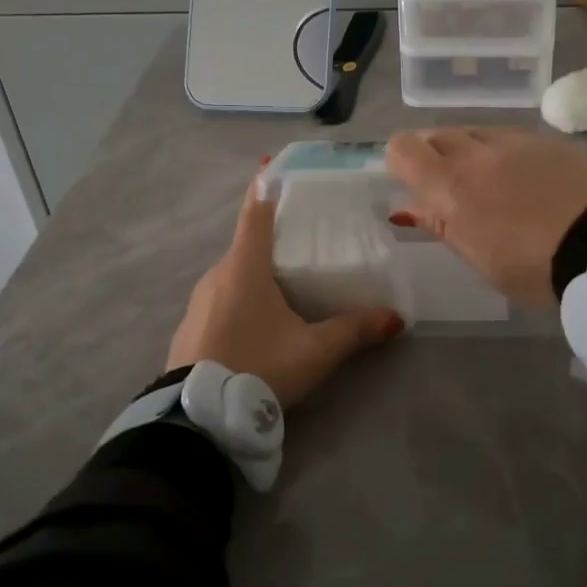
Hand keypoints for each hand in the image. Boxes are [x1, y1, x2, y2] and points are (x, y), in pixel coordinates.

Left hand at [168, 177, 405, 409]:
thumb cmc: (259, 367)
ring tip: (286, 286)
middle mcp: (217, 274)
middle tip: (303, 242)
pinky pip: (220, 299)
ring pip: (232, 274)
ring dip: (255, 273)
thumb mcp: (315, 351)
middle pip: (246, 244)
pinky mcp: (189, 327)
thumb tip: (396, 317)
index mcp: (244, 267)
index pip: (255, 212)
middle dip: (271, 239)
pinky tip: (257, 323)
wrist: (199, 417)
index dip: (266, 188)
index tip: (276, 170)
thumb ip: (355, 330)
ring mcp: (198, 302)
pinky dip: (239, 299)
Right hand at [386, 128, 586, 307]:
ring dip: (469, 150)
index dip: (399, 161)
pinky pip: (511, 135)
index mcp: (451, 187)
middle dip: (433, 155)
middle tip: (449, 185)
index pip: (403, 149)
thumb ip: (441, 225)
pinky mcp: (549, 139)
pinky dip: (504, 150)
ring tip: (489, 180)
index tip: (410, 182)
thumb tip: (410, 208)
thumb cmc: (535, 267)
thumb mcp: (479, 259)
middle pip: (436, 134)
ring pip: (474, 131)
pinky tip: (525, 175)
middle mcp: (477, 153)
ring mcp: (515, 140)